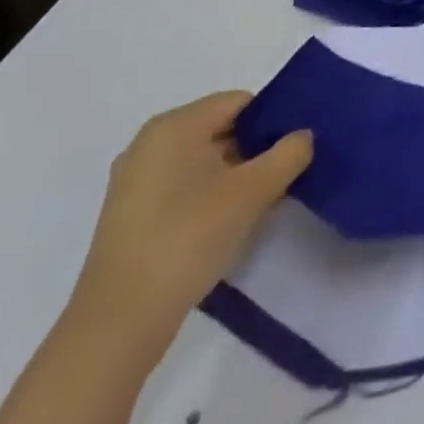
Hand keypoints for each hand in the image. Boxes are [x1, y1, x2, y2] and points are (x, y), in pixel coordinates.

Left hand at [72, 92, 312, 344]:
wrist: (120, 320)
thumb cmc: (189, 237)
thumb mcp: (254, 191)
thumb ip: (289, 154)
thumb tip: (303, 136)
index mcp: (175, 125)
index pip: (239, 102)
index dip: (272, 120)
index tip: (294, 149)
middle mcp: (149, 143)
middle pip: (220, 129)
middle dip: (255, 149)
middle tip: (283, 176)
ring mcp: (134, 179)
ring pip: (202, 160)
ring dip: (234, 175)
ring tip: (259, 203)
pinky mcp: (129, 213)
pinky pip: (181, 186)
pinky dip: (208, 194)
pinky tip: (225, 224)